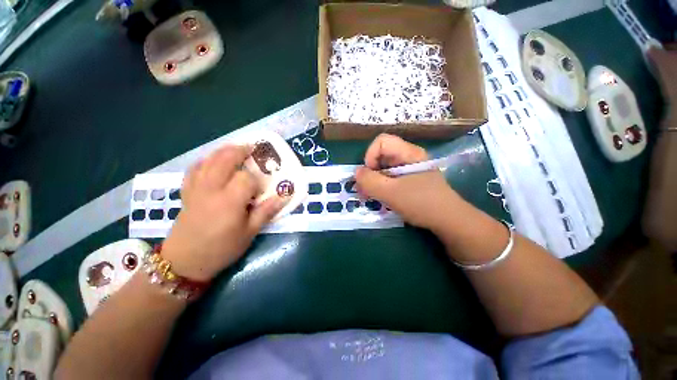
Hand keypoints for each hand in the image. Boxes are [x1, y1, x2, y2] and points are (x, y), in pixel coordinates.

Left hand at [161, 145, 286, 281]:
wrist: (184, 263)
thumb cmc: (221, 249)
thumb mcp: (249, 233)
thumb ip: (266, 212)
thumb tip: (283, 197)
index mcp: (229, 201)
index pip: (246, 178)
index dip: (256, 180)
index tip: (261, 189)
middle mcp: (211, 190)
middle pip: (224, 160)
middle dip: (239, 151)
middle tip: (251, 148)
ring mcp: (196, 189)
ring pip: (208, 161)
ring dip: (222, 151)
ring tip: (234, 149)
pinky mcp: (187, 193)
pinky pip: (194, 170)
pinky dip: (204, 161)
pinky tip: (211, 161)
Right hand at [355, 134, 461, 229]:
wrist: (448, 220)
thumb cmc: (421, 203)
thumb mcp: (391, 193)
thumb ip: (370, 181)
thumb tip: (356, 172)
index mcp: (408, 153)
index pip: (381, 142)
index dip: (370, 156)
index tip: (369, 176)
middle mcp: (409, 157)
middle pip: (382, 155)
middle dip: (370, 172)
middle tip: (365, 190)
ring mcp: (410, 169)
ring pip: (385, 168)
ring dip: (374, 181)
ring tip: (371, 196)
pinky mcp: (410, 179)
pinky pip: (391, 177)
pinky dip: (382, 186)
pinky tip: (381, 198)